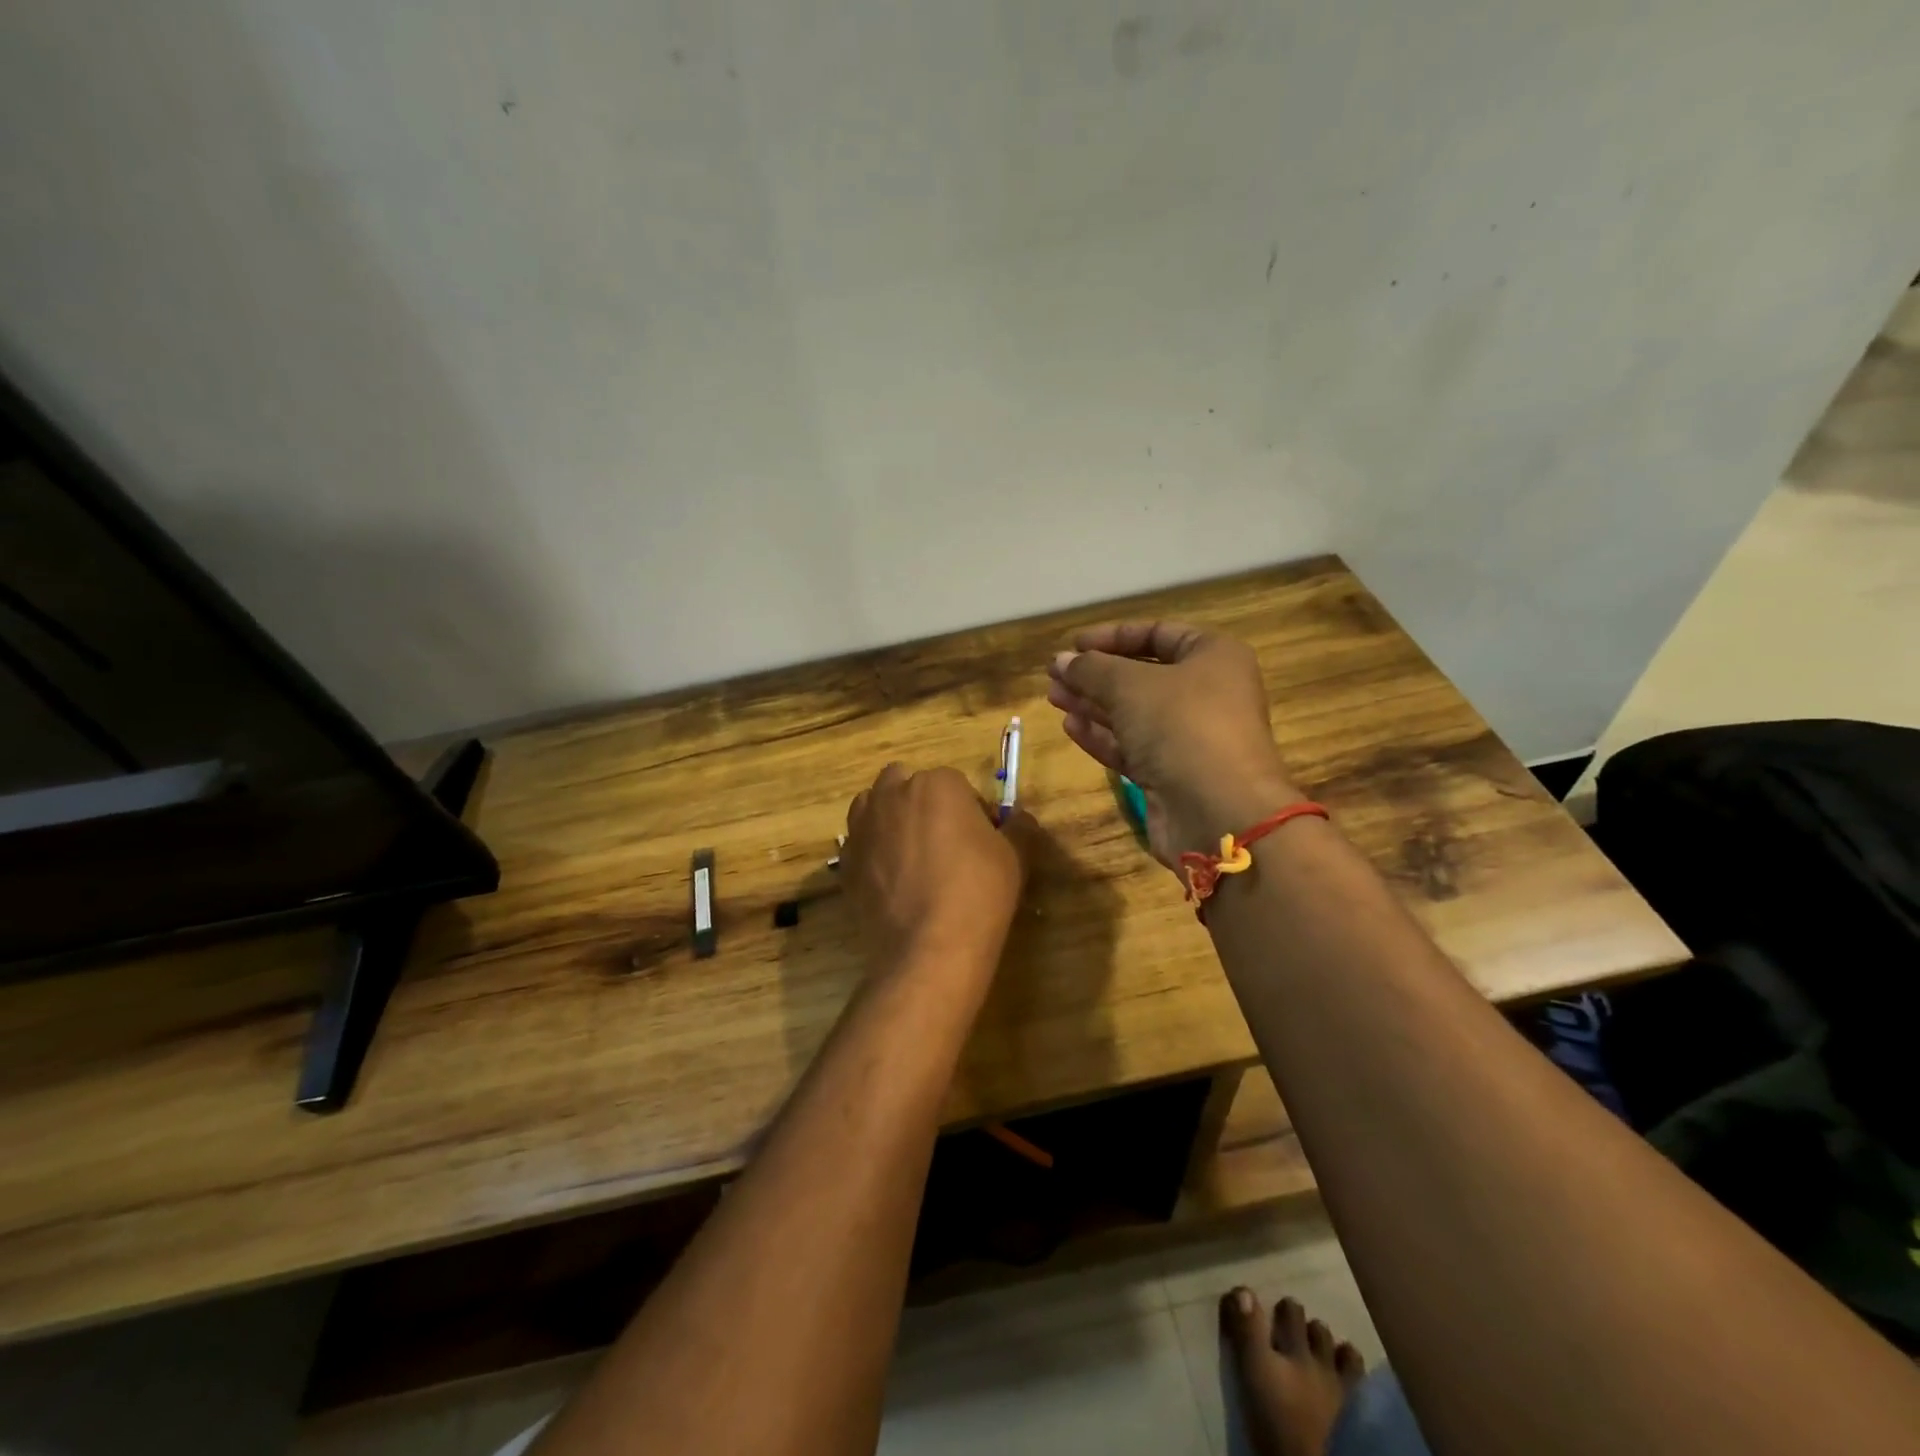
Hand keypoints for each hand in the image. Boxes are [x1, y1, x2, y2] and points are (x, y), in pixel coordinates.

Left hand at [843, 764, 1037, 978]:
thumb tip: (1018, 820)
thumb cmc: (979, 892)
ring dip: (891, 819)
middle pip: (906, 785)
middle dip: (922, 803)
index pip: (956, 784)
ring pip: (875, 807)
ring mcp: (863, 827)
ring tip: (912, 856)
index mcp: (937, 784)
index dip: (970, 810)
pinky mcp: (845, 860)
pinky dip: (873, 851)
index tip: (980, 838)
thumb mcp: (1015, 856)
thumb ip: (1018, 827)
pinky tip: (892, 880)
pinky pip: (860, 842)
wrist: (929, 948)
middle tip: (942, 841)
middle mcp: (892, 795)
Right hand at [1047, 621, 1298, 869]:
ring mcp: (1190, 738)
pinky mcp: (1172, 775)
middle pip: (1143, 676)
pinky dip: (1103, 736)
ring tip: (1053, 696)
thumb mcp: (1129, 685)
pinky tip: (1071, 726)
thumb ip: (1091, 669)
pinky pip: (1133, 747)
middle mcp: (1206, 694)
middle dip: (1096, 674)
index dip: (1113, 636)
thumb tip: (1062, 660)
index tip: (1075, 644)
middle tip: (1054, 674)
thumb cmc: (1181, 725)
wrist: (1218, 811)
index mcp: (1213, 657)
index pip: (1158, 634)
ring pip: (1134, 713)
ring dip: (1093, 704)